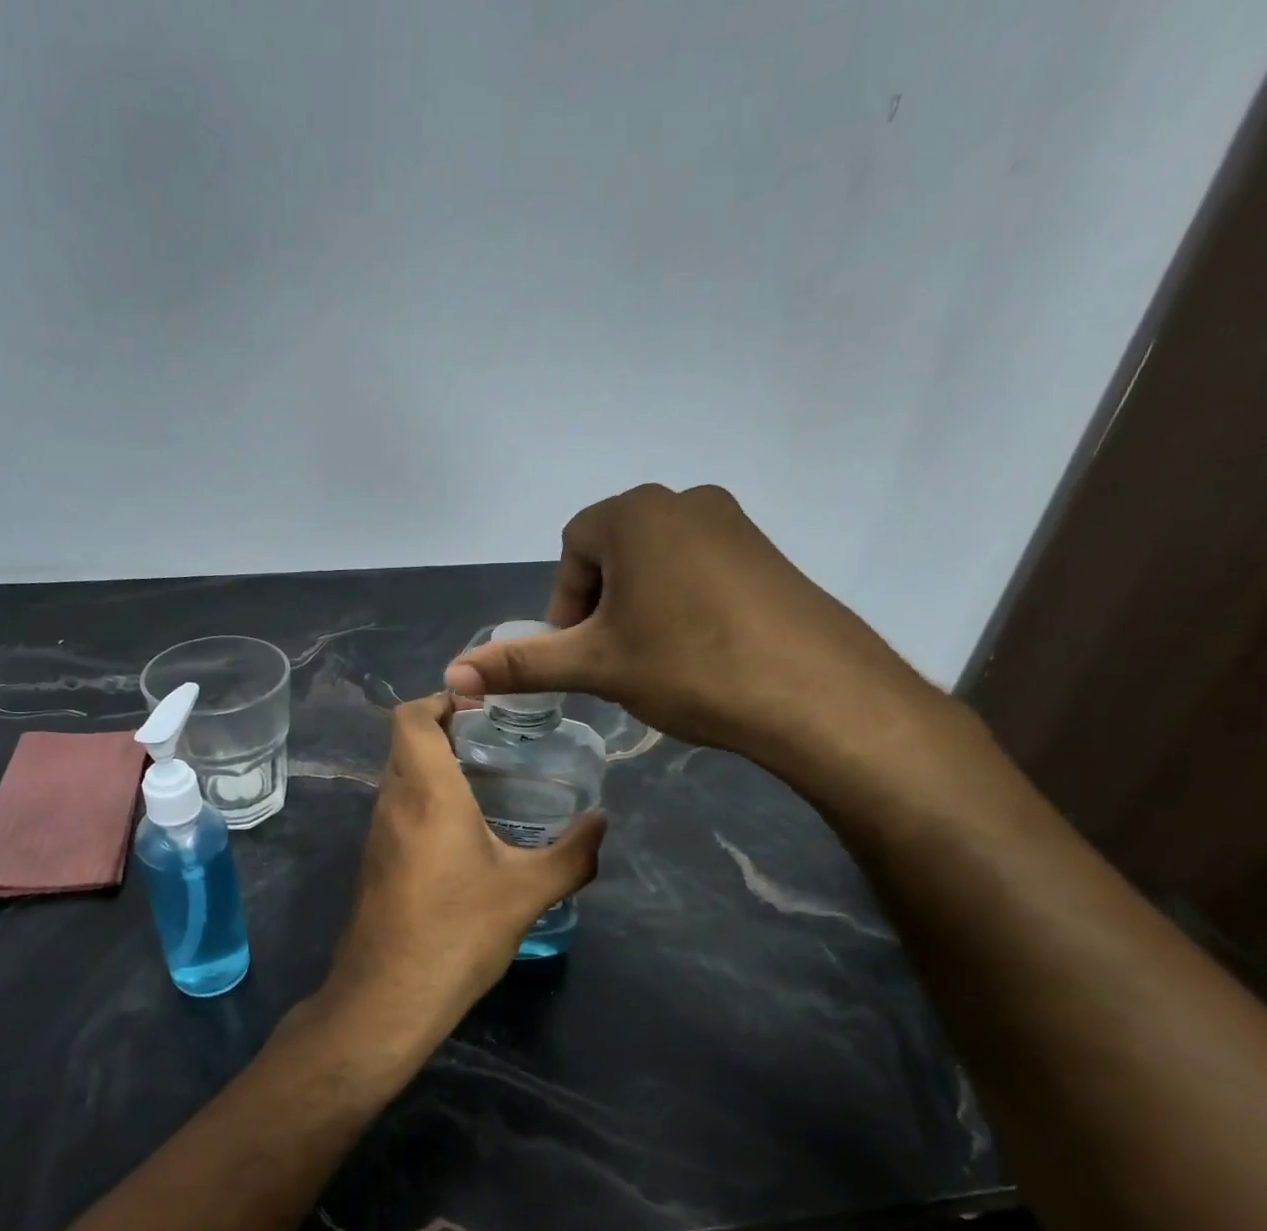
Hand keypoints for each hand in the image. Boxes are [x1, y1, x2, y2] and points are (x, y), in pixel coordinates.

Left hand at [317, 695, 604, 1054]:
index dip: (440, 700)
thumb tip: (601, 822)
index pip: (411, 716)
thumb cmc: (458, 931)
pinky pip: (399, 809)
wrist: (388, 996)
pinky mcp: (374, 860)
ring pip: (401, 775)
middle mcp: (393, 800)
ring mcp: (377, 832)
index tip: (481, 707)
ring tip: (488, 782)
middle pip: (406, 742)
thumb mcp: (528, 892)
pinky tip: (464, 833)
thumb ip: (572, 853)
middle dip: (446, 731)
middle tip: (497, 742)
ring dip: (435, 767)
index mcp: (426, 790)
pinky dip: (426, 800)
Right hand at [443, 484, 946, 784]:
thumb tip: (451, 674)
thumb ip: (521, 665)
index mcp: (636, 513)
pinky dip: (683, 606)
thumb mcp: (596, 665)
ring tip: (656, 662)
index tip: (581, 653)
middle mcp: (685, 501)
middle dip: (601, 606)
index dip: (565, 605)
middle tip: (614, 661)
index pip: (573, 549)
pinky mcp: (768, 554)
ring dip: (640, 608)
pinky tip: (700, 654)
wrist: (816, 693)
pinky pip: (701, 571)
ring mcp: (734, 524)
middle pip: (614, 553)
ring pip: (657, 563)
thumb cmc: (689, 665)